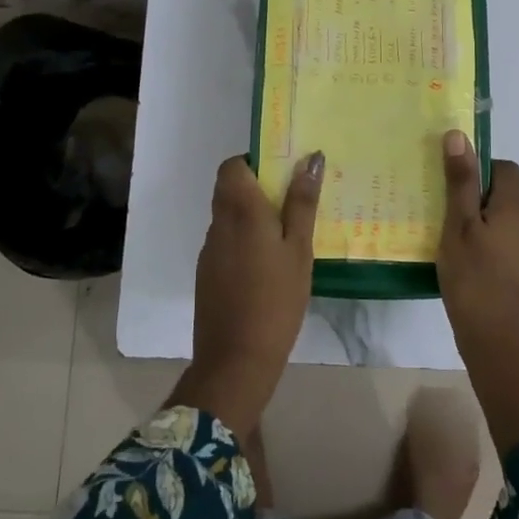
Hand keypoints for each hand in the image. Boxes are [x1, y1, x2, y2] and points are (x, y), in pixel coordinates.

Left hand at [170, 152, 322, 435]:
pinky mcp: (207, 274)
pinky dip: (244, 240)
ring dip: (252, 215)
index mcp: (241, 210)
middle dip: (257, 187)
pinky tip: (268, 265)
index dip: (253, 162)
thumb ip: (302, 203)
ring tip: (288, 234)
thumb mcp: (299, 250)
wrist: (236, 359)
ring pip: (228, 216)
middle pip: (229, 188)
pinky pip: (226, 241)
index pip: (232, 165)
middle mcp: (219, 223)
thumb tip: (310, 159)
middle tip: (293, 201)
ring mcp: (210, 250)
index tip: (282, 172)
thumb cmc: (276, 299)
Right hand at [437, 130, 518, 454]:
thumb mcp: (458, 228)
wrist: (501, 348)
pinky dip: (488, 249)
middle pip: (505, 197)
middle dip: (476, 199)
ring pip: (506, 225)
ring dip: (481, 226)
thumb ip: (459, 183)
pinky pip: (508, 249)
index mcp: (516, 210)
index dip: (481, 168)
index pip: (506, 169)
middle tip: (443, 213)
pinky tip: (466, 268)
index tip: (453, 183)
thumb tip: (459, 136)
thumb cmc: (475, 282)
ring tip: (450, 242)